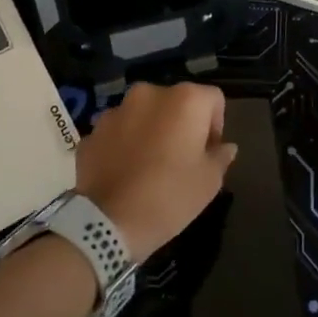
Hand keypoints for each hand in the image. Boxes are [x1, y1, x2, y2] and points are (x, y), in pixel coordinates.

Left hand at [73, 83, 235, 262]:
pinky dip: (123, 144)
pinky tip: (124, 172)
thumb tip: (225, 146)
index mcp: (184, 100)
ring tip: (149, 165)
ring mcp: (116, 110)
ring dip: (150, 131)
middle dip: (180, 124)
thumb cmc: (170, 196)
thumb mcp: (209, 181)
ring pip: (143, 115)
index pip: (213, 99)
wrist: (108, 222)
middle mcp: (149, 94)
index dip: (216, 125)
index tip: (209, 153)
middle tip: (180, 158)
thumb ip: (221, 156)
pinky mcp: (92, 131)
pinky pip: (117, 132)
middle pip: (175, 102)